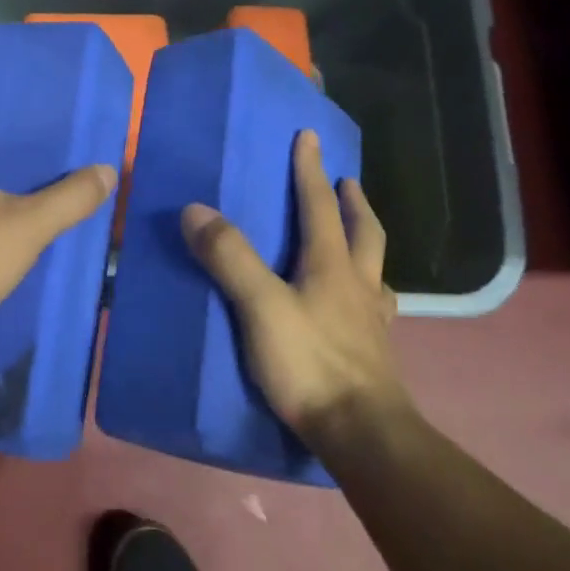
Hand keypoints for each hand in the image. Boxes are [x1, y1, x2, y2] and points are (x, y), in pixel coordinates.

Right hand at [182, 130, 405, 438]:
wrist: (362, 434)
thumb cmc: (310, 364)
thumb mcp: (260, 306)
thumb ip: (229, 257)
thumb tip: (195, 209)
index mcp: (331, 265)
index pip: (319, 205)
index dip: (310, 169)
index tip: (310, 136)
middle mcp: (357, 284)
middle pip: (363, 231)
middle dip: (352, 202)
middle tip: (346, 182)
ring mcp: (371, 320)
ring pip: (374, 268)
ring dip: (365, 243)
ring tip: (354, 239)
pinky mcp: (374, 352)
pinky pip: (374, 307)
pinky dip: (367, 290)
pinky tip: (360, 306)